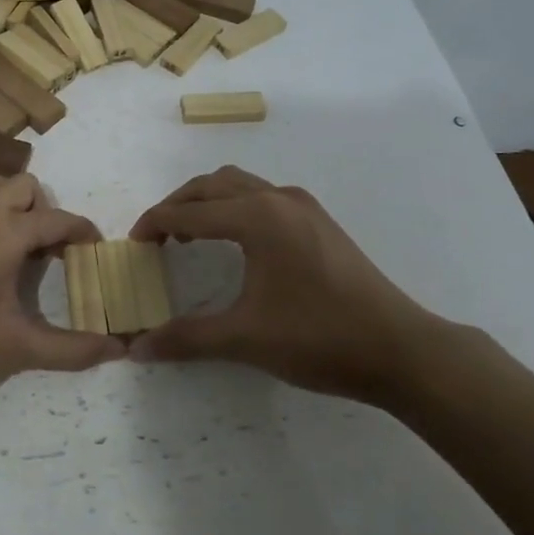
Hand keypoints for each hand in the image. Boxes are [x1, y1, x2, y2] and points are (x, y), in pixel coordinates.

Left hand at [0, 174, 123, 417]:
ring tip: (26, 260)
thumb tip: (120, 349)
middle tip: (56, 255)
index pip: (56, 219)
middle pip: (24, 187)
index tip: (99, 254)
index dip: (83, 233)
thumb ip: (72, 348)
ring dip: (17, 212)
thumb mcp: (17, 349)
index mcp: (3, 233)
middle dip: (46, 211)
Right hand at [128, 166, 447, 405]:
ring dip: (207, 202)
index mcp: (257, 217)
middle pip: (211, 185)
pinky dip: (234, 207)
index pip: (189, 212)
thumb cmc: (319, 338)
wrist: (400, 349)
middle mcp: (277, 198)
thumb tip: (136, 349)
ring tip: (189, 235)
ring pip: (239, 185)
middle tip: (155, 237)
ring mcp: (303, 206)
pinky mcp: (319, 220)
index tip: (133, 244)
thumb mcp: (245, 338)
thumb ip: (187, 338)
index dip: (155, 224)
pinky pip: (262, 196)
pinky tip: (235, 241)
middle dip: (177, 205)